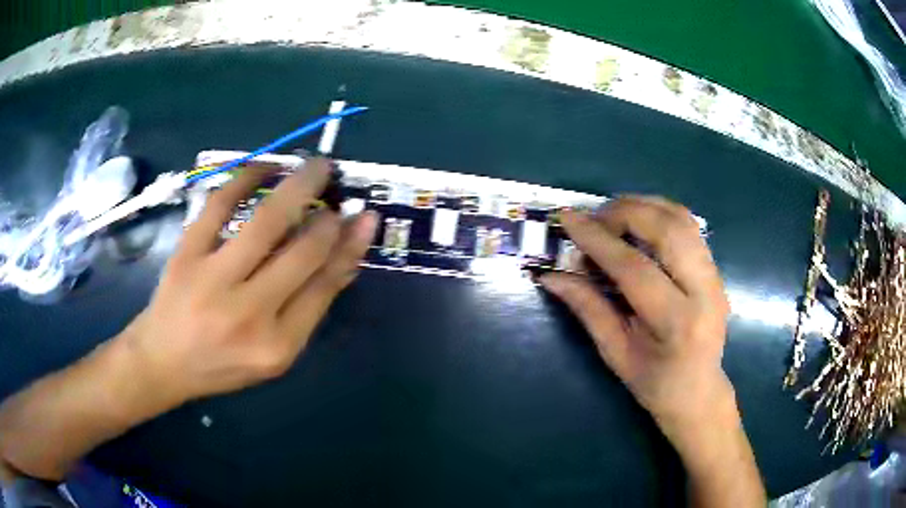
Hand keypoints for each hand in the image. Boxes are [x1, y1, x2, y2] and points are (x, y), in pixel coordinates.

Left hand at [122, 158, 377, 405]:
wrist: (163, 361)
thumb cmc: (222, 364)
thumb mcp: (274, 353)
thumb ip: (308, 309)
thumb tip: (343, 258)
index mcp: (277, 345)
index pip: (324, 286)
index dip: (349, 246)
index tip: (365, 218)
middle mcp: (248, 314)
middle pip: (303, 252)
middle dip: (329, 215)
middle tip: (338, 187)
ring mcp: (213, 279)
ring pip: (267, 221)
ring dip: (299, 185)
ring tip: (317, 166)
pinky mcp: (187, 253)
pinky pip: (220, 204)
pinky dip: (246, 177)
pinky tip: (266, 166)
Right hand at [539, 196, 731, 433]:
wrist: (699, 391)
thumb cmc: (654, 383)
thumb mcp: (615, 353)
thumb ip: (588, 309)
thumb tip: (551, 276)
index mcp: (676, 323)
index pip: (635, 268)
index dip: (598, 240)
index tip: (568, 219)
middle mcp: (704, 291)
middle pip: (667, 229)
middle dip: (624, 212)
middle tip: (593, 218)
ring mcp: (715, 276)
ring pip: (681, 219)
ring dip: (643, 206)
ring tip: (612, 216)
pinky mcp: (716, 269)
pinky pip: (688, 226)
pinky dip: (659, 213)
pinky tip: (637, 223)